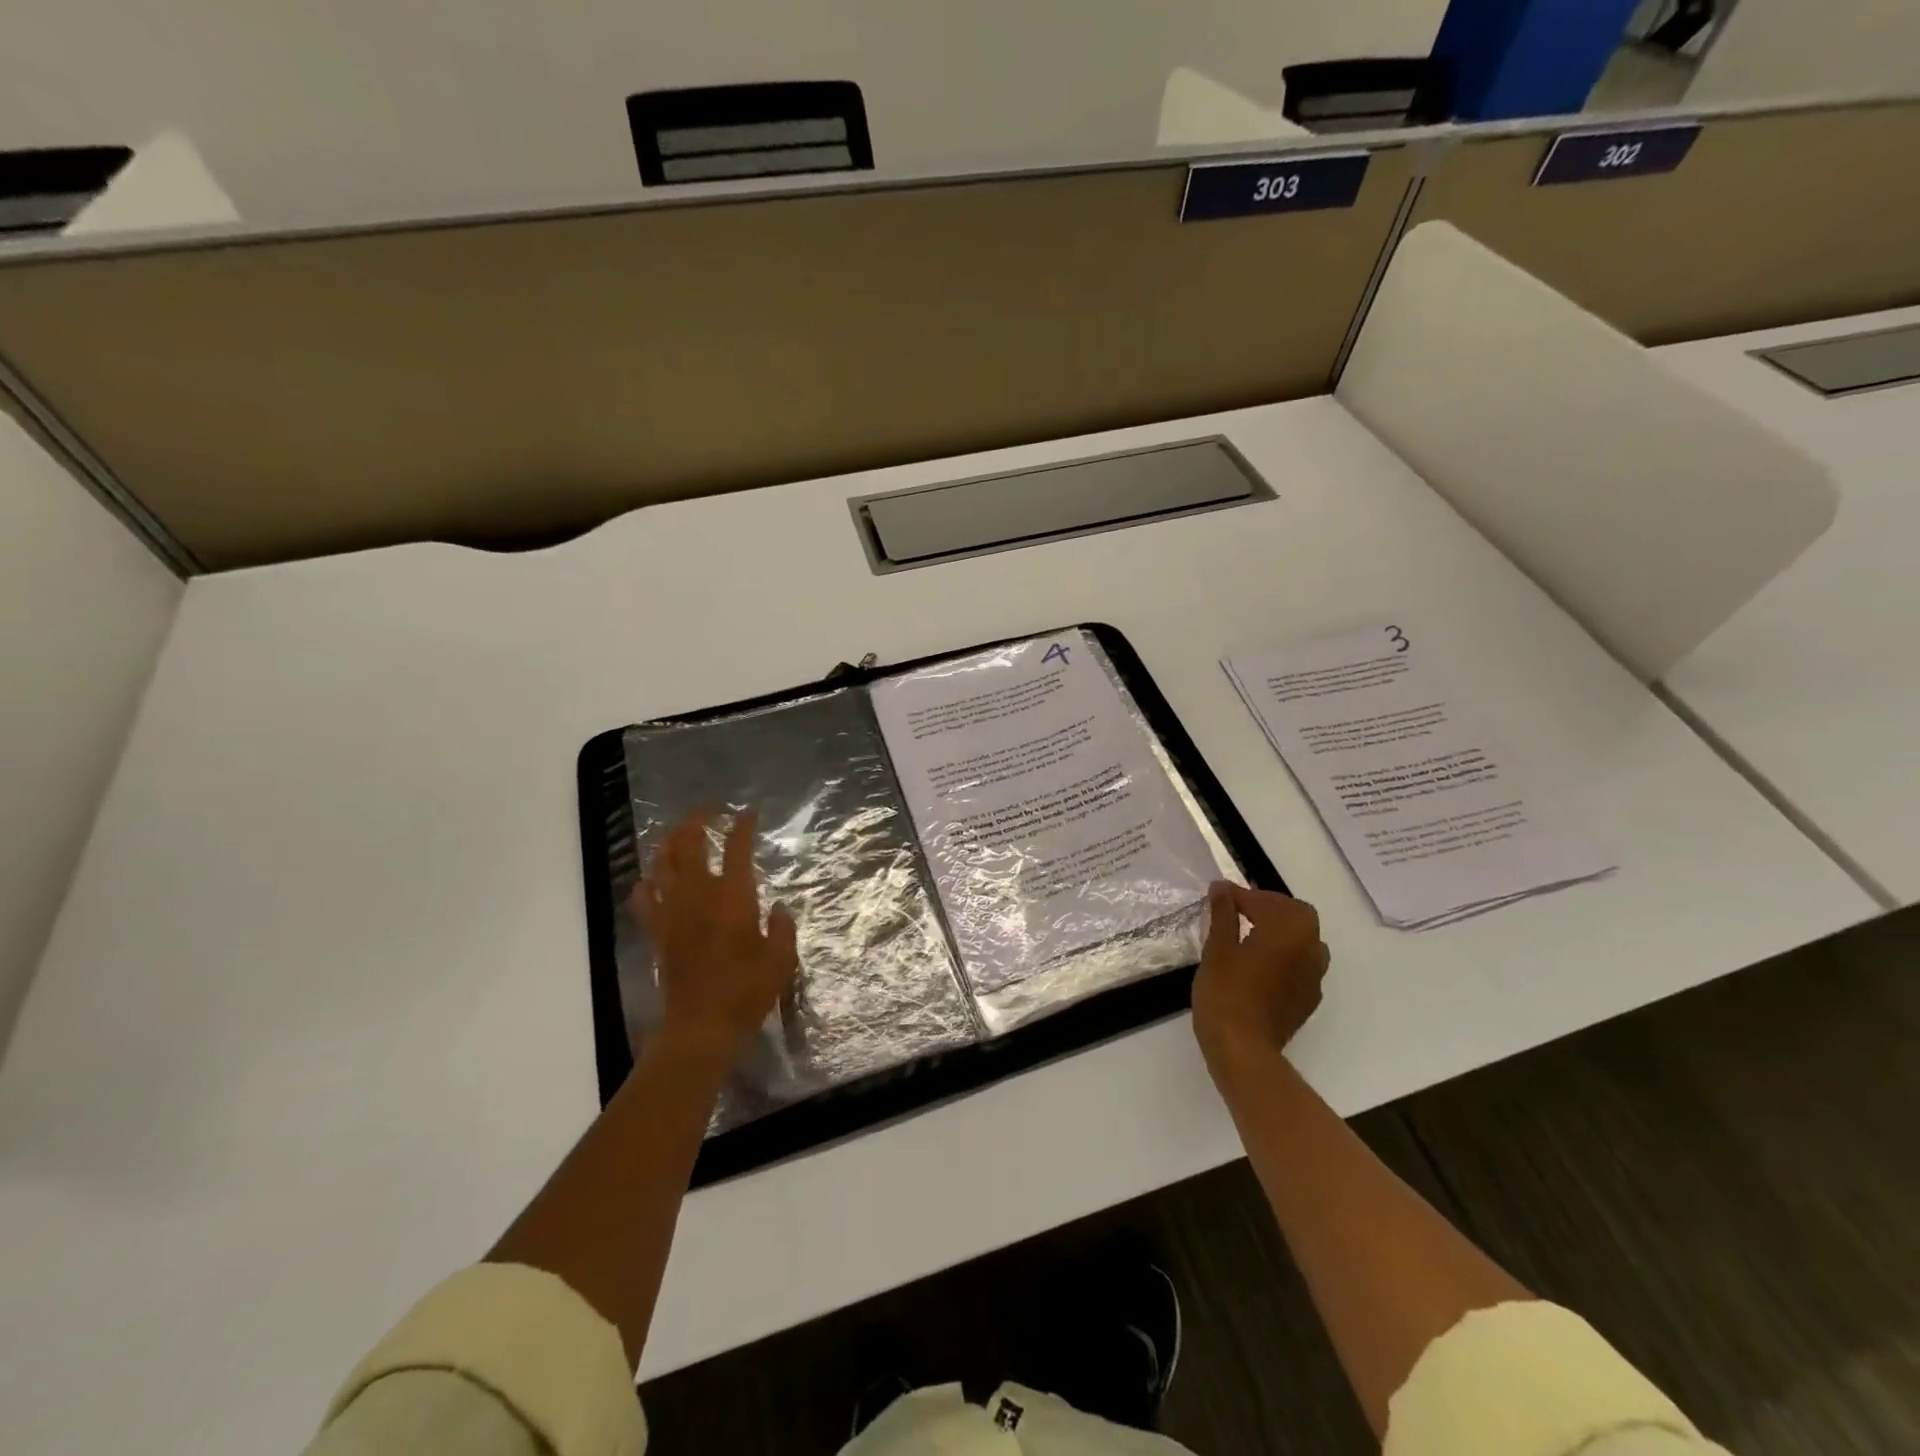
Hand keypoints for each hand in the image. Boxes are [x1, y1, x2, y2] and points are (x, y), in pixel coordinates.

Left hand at [631, 808, 798, 1062]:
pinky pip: (644, 899)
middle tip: (705, 810)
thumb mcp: (781, 960)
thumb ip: (782, 928)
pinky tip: (652, 879)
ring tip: (677, 833)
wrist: (700, 1027)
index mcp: (734, 897)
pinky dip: (647, 883)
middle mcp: (699, 896)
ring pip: (663, 865)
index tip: (747, 814)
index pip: (737, 849)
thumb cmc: (747, 991)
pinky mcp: (658, 932)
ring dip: (669, 843)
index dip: (742, 827)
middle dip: (696, 821)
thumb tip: (779, 908)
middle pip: (690, 845)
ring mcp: (673, 912)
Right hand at [1191, 881, 1329, 1071]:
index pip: (1265, 900)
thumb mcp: (1218, 947)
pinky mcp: (1309, 997)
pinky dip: (1285, 953)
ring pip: (1304, 938)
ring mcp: (1314, 975)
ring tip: (1250, 934)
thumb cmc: (1226, 992)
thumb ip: (1224, 913)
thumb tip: (1222, 887)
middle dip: (1268, 906)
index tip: (1217, 895)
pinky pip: (1303, 962)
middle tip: (1237, 910)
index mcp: (1289, 930)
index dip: (1239, 895)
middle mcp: (1311, 948)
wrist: (1244, 1049)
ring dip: (1281, 929)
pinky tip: (1261, 962)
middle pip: (1296, 914)